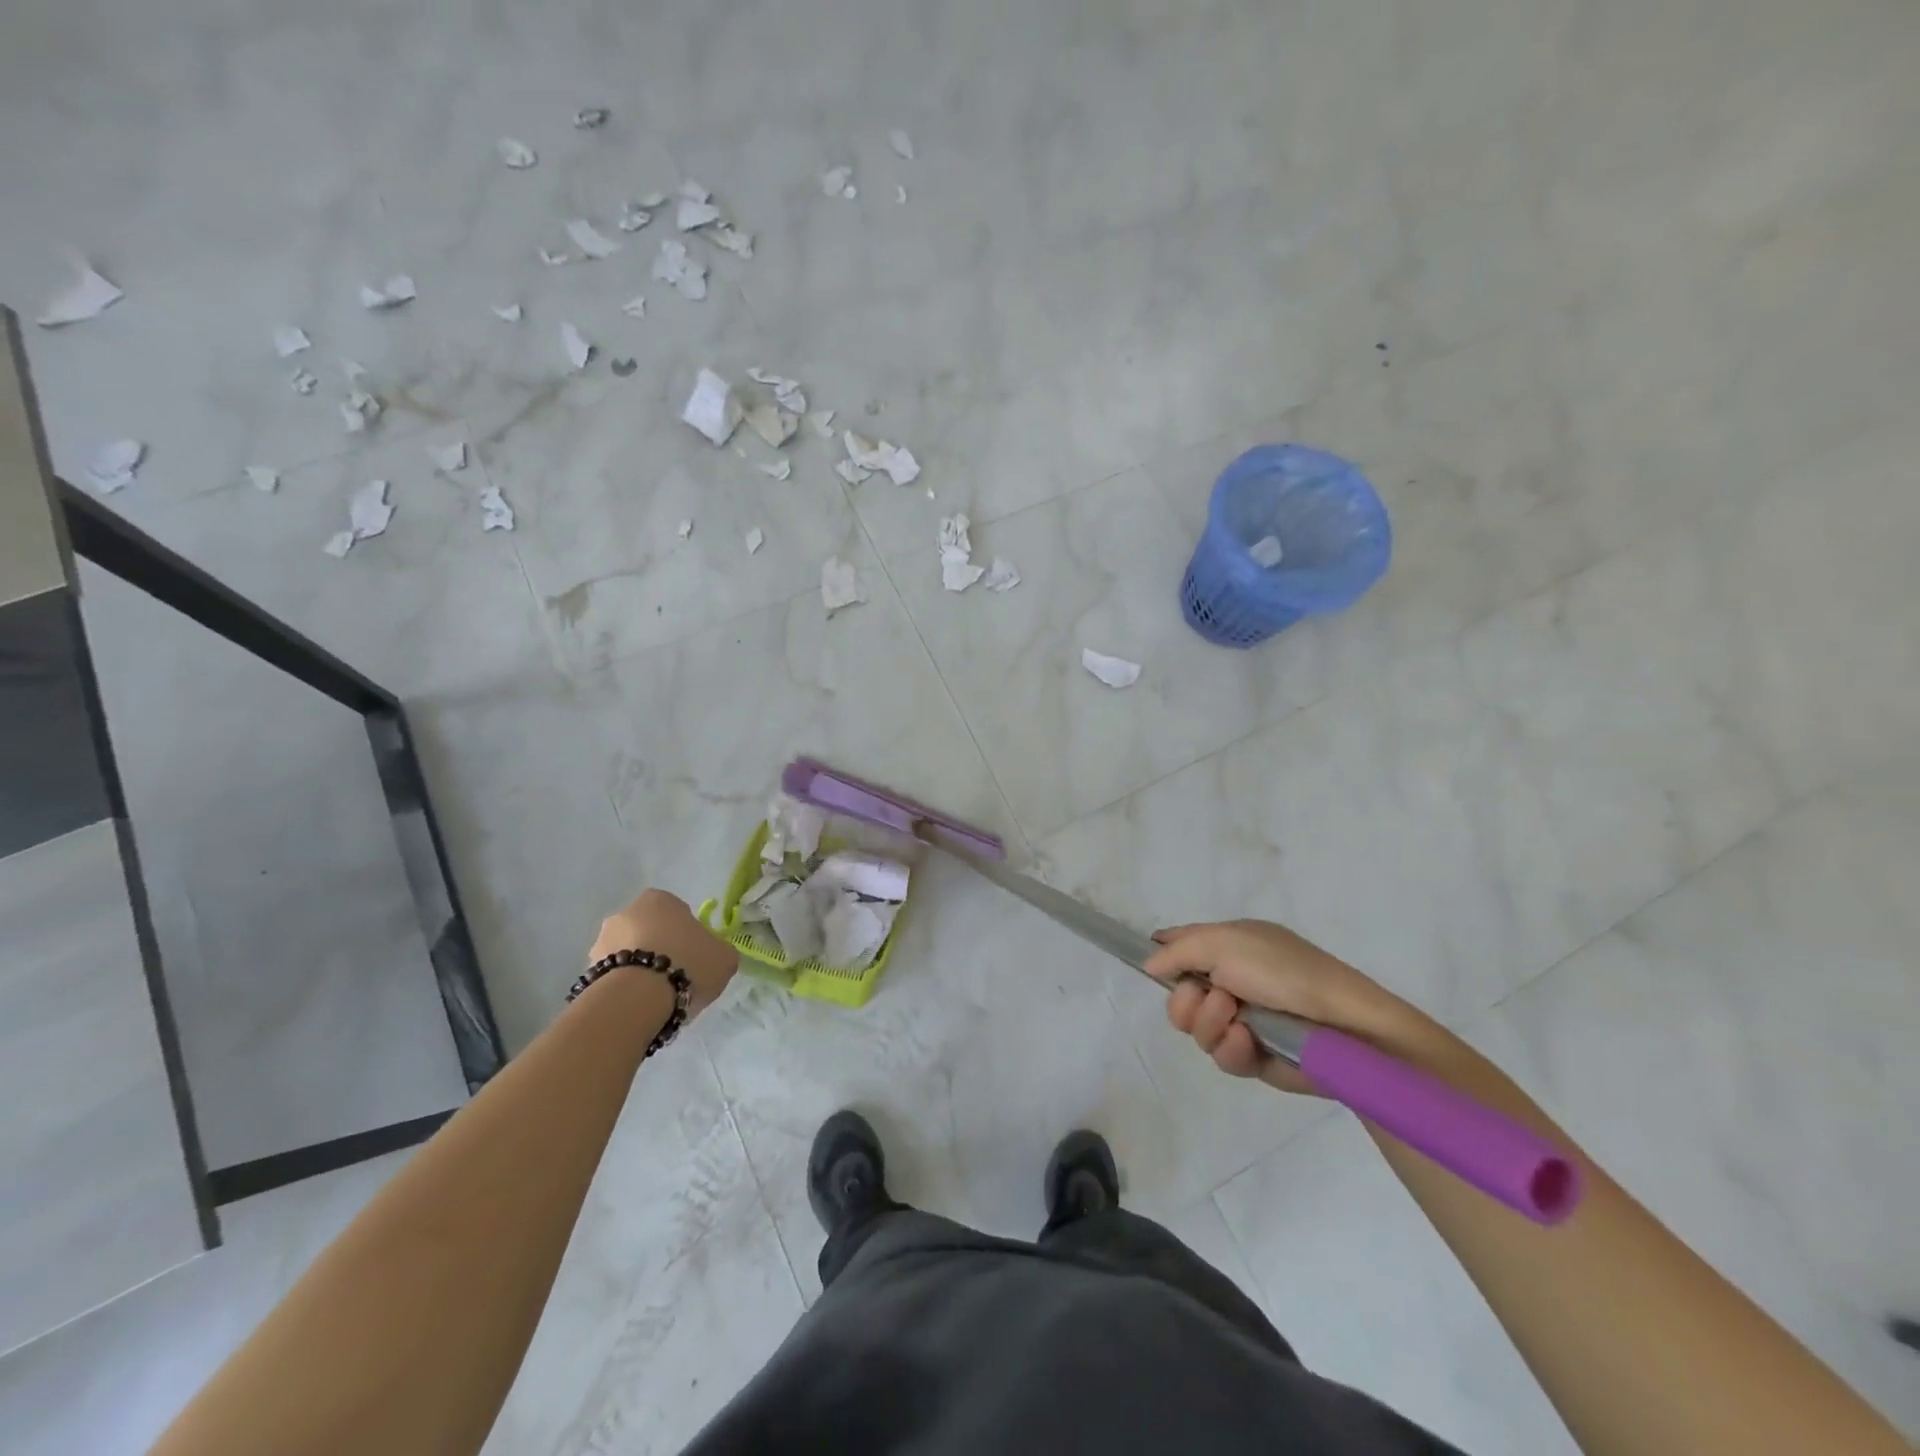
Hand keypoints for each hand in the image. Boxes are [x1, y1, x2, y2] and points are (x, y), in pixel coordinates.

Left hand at [588, 889, 737, 1018]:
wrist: (636, 1000)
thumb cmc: (686, 965)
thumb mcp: (724, 956)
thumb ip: (718, 950)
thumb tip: (712, 954)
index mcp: (659, 899)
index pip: (678, 912)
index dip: (688, 935)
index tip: (695, 957)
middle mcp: (625, 912)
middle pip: (649, 931)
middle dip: (660, 950)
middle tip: (677, 976)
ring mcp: (601, 941)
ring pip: (628, 954)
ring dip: (639, 969)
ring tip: (656, 999)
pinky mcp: (586, 971)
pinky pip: (613, 977)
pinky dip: (624, 988)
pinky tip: (638, 1007)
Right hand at [1145, 919, 1435, 1094]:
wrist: (1344, 1027)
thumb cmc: (1285, 972)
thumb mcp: (1226, 942)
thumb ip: (1178, 950)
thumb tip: (1148, 964)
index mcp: (1227, 946)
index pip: (1178, 947)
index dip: (1161, 957)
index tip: (1152, 969)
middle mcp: (1229, 981)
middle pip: (1177, 996)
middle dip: (1186, 1001)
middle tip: (1212, 998)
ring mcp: (1240, 1020)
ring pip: (1195, 1029)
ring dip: (1210, 1025)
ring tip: (1240, 1021)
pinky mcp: (1253, 1057)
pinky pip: (1220, 1056)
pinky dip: (1232, 1048)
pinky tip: (1251, 1042)